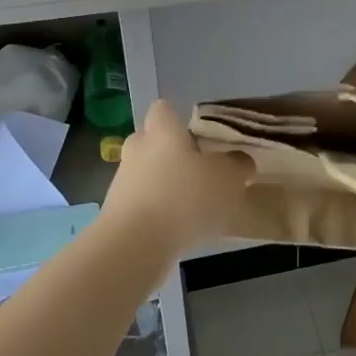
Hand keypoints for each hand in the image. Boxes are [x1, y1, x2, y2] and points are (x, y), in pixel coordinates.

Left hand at [100, 100, 253, 254]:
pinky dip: (158, 211)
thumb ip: (238, 164)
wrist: (134, 246)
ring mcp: (122, 182)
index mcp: (163, 131)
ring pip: (147, 174)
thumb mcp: (229, 178)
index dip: (179, 117)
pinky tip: (178, 229)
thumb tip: (239, 161)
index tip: (199, 134)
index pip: (164, 108)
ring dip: (166, 185)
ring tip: (194, 206)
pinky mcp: (116, 214)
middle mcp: (137, 150)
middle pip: (153, 141)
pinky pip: (142, 203)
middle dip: (173, 153)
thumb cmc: (185, 198)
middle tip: (200, 169)